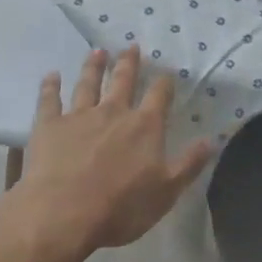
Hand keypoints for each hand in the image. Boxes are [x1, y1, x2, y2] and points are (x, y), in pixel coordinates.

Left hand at [13, 48, 213, 255]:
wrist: (63, 214)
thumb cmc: (120, 208)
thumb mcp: (166, 192)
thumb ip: (189, 164)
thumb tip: (212, 139)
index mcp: (144, 126)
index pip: (158, 96)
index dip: (164, 83)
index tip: (167, 73)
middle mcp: (113, 112)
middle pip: (122, 81)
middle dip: (128, 63)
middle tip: (131, 47)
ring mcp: (79, 116)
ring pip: (88, 83)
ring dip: (93, 66)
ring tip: (97, 52)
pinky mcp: (49, 125)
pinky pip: (49, 100)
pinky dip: (50, 86)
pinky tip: (51, 75)